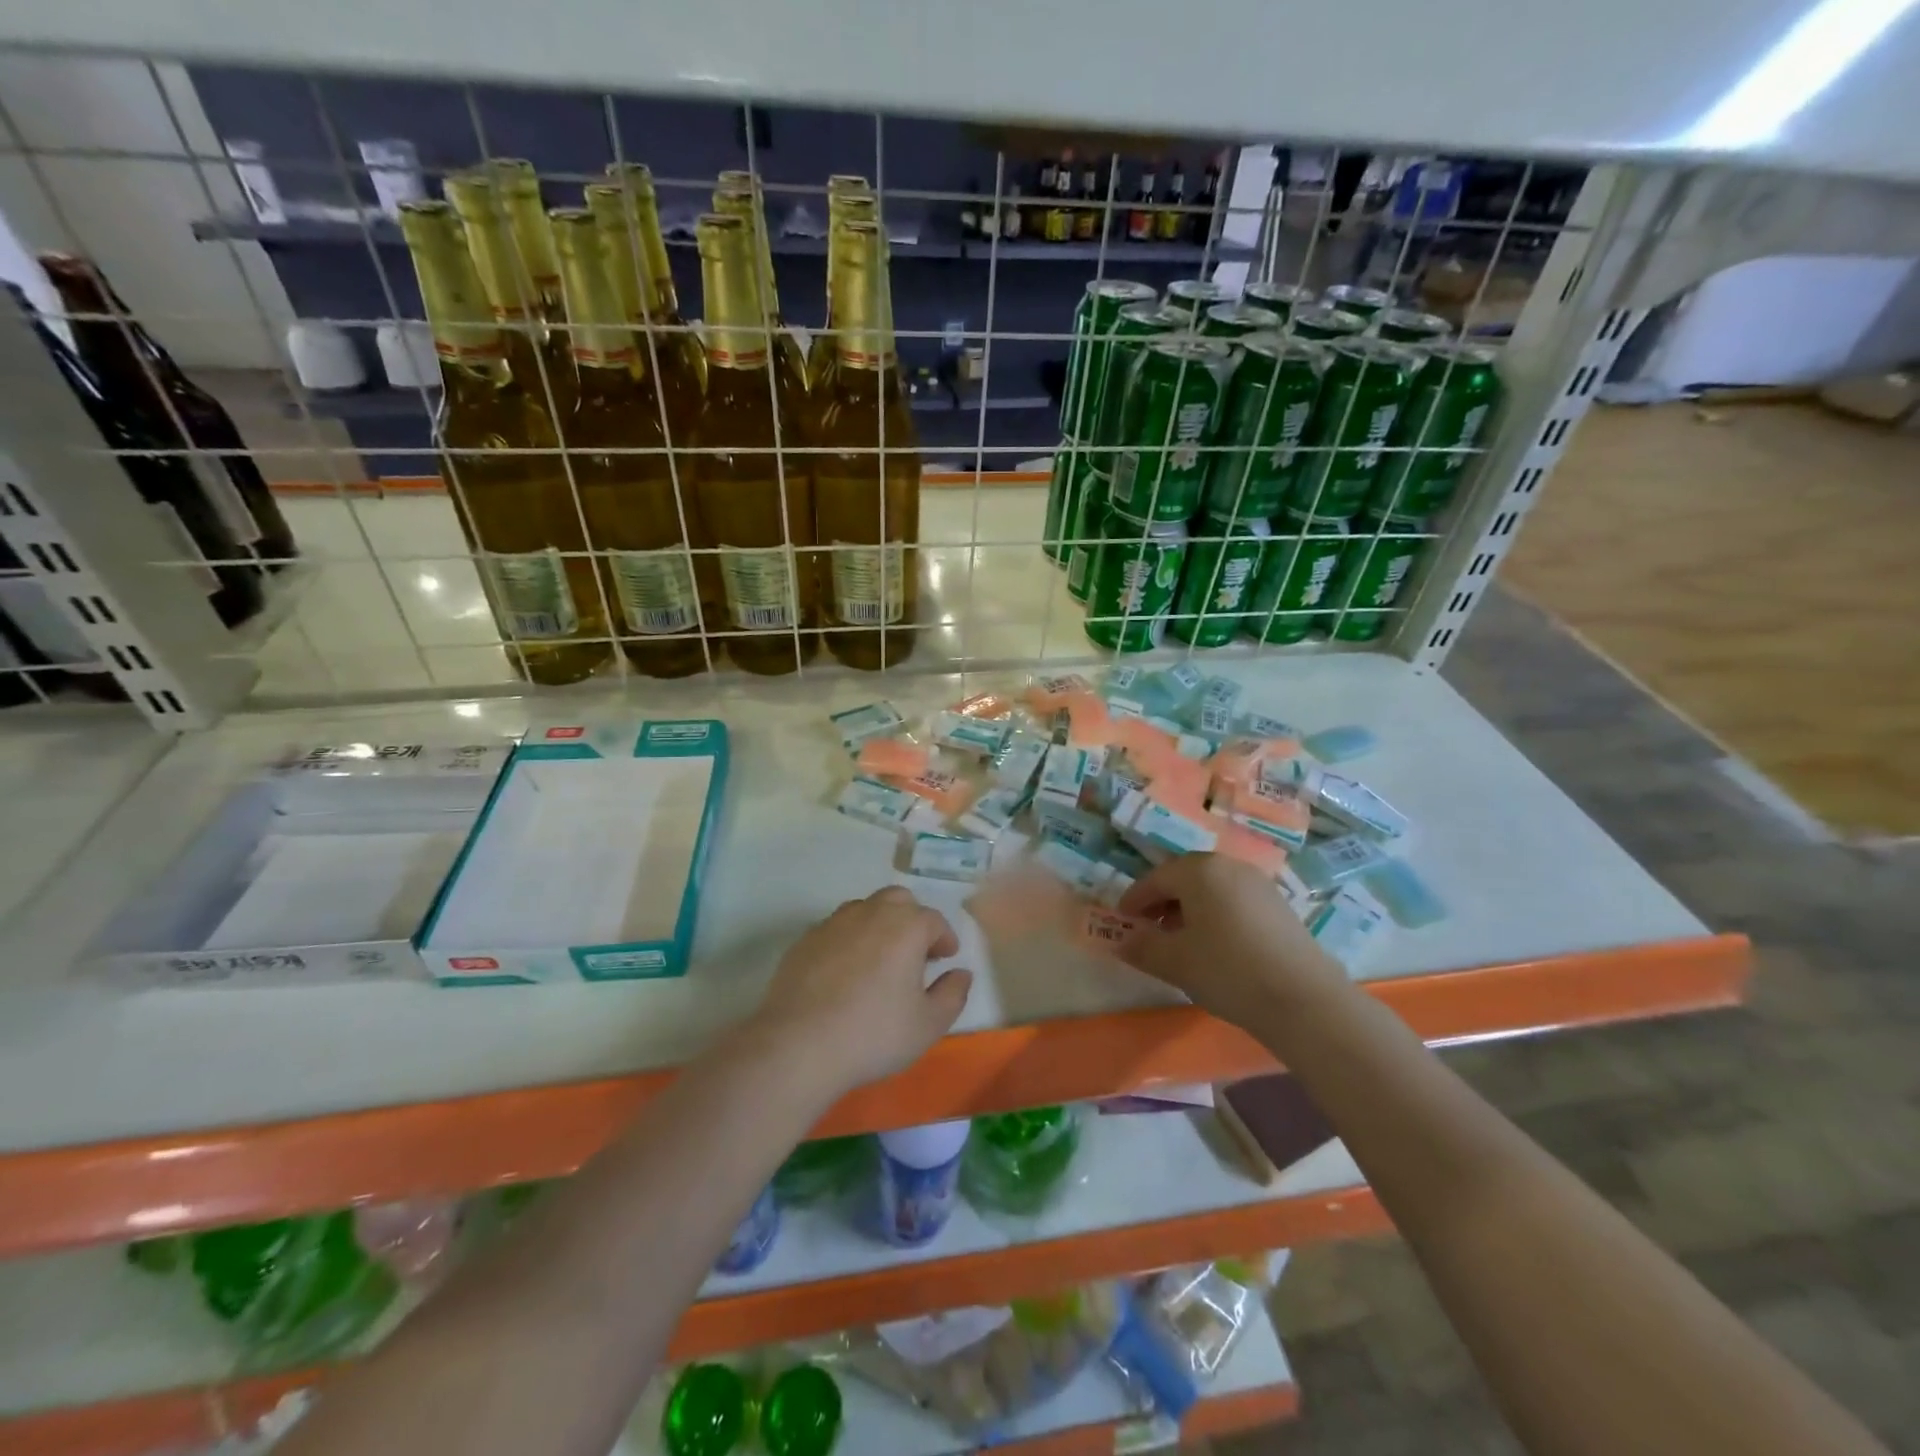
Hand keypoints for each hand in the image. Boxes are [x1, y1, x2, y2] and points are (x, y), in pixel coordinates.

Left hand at [750, 886, 972, 1095]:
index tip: (946, 958)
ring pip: (863, 909)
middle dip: (911, 920)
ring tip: (879, 960)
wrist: (799, 1045)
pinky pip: (835, 930)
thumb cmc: (874, 1034)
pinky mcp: (804, 940)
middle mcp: (870, 913)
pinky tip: (845, 973)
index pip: (933, 920)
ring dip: (878, 926)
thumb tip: (961, 973)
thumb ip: (953, 994)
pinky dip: (848, 941)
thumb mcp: (929, 1024)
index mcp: (906, 926)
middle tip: (915, 953)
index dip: (943, 938)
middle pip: (897, 901)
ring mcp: (833, 923)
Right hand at [1117, 854, 1341, 1030]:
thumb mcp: (1174, 961)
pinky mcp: (1280, 906)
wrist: (1303, 999)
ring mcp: (1259, 884)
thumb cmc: (1227, 970)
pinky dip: (1216, 916)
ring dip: (1190, 909)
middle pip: (1185, 878)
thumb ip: (1142, 947)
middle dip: (1163, 901)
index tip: (1122, 921)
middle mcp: (1229, 866)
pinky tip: (1216, 947)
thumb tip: (1122, 941)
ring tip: (1182, 941)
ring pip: (1212, 889)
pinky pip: (1234, 901)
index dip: (1134, 900)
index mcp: (1199, 870)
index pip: (1155, 878)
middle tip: (1149, 929)